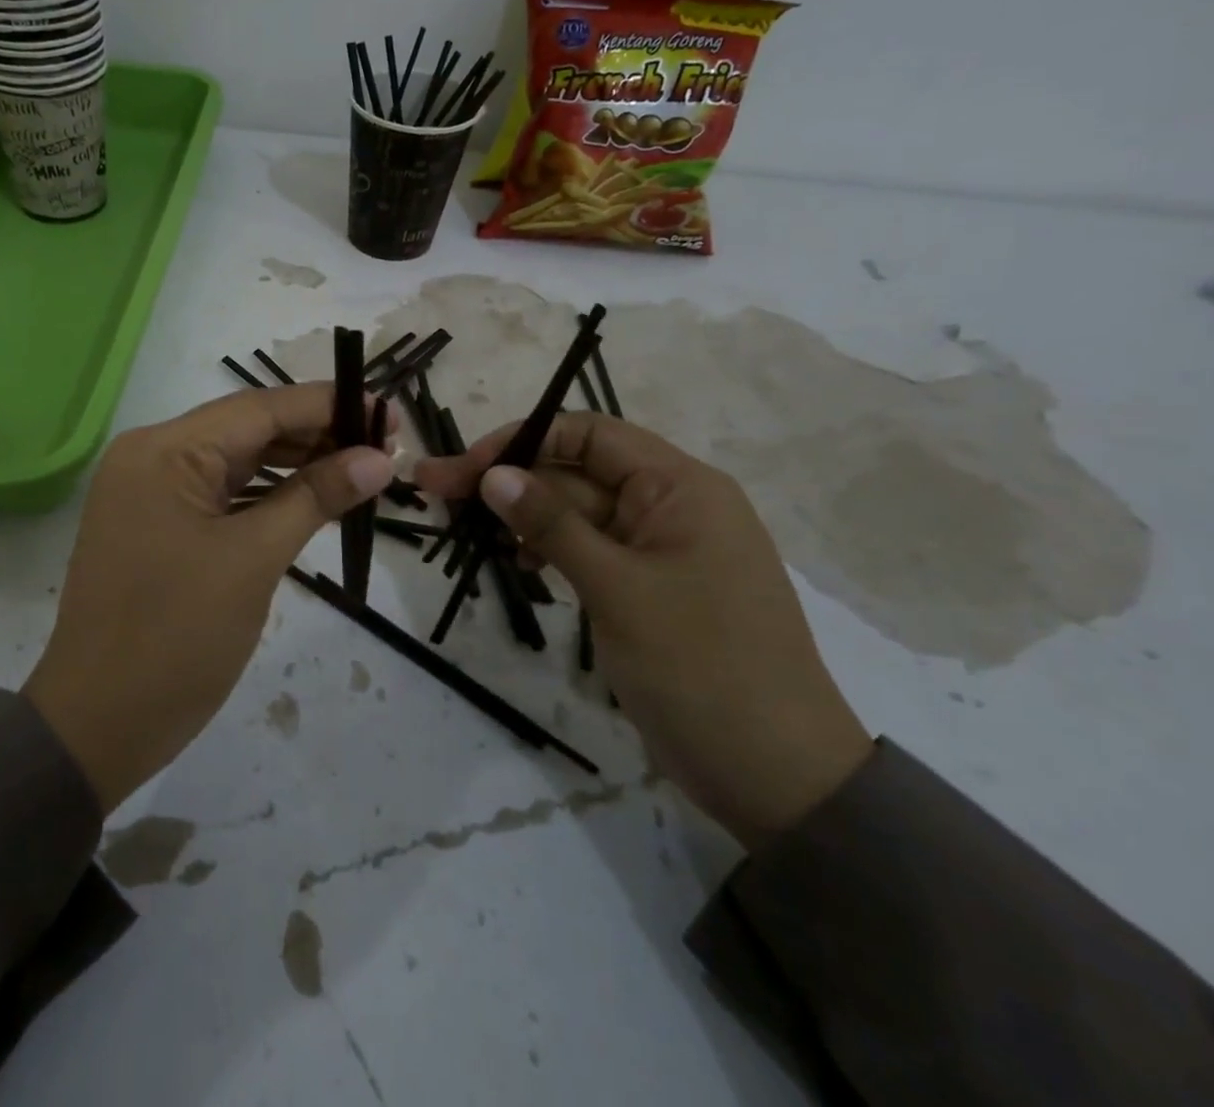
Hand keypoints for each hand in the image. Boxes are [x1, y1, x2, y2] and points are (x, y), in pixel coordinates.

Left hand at [24, 385, 395, 812]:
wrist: (98, 725)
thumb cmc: (176, 638)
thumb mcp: (253, 560)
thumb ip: (315, 498)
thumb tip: (379, 459)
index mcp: (164, 451)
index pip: (259, 408)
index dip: (327, 405)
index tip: (385, 413)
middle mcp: (152, 456)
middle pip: (248, 429)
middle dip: (316, 434)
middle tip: (382, 447)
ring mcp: (151, 492)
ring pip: (237, 462)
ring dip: (296, 465)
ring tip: (360, 470)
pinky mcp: (158, 525)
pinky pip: (222, 494)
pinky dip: (268, 495)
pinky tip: (313, 499)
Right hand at [417, 414, 871, 848]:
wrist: (777, 778)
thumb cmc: (702, 668)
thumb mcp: (619, 588)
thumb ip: (552, 524)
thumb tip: (493, 473)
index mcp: (680, 487)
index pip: (587, 435)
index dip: (521, 441)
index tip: (466, 468)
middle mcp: (670, 506)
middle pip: (575, 472)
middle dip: (509, 481)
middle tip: (435, 492)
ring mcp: (658, 549)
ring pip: (577, 513)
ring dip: (524, 516)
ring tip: (467, 531)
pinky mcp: (647, 588)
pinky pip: (589, 550)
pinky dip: (550, 551)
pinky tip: (520, 566)